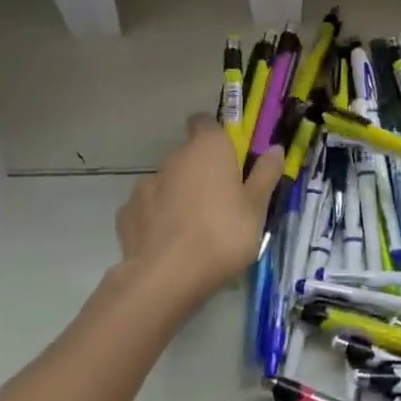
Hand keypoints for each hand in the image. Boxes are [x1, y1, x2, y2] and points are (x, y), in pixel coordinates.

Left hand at [116, 115, 283, 305]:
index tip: (229, 157)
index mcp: (208, 148)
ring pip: (167, 182)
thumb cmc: (223, 234)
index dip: (216, 136)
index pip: (205, 122)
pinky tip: (168, 243)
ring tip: (192, 228)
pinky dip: (156, 218)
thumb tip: (275, 149)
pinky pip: (147, 208)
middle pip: (188, 155)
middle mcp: (173, 158)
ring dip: (178, 194)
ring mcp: (145, 185)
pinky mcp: (125, 214)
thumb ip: (265, 174)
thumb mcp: (257, 207)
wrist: (166, 278)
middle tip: (221, 201)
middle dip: (201, 171)